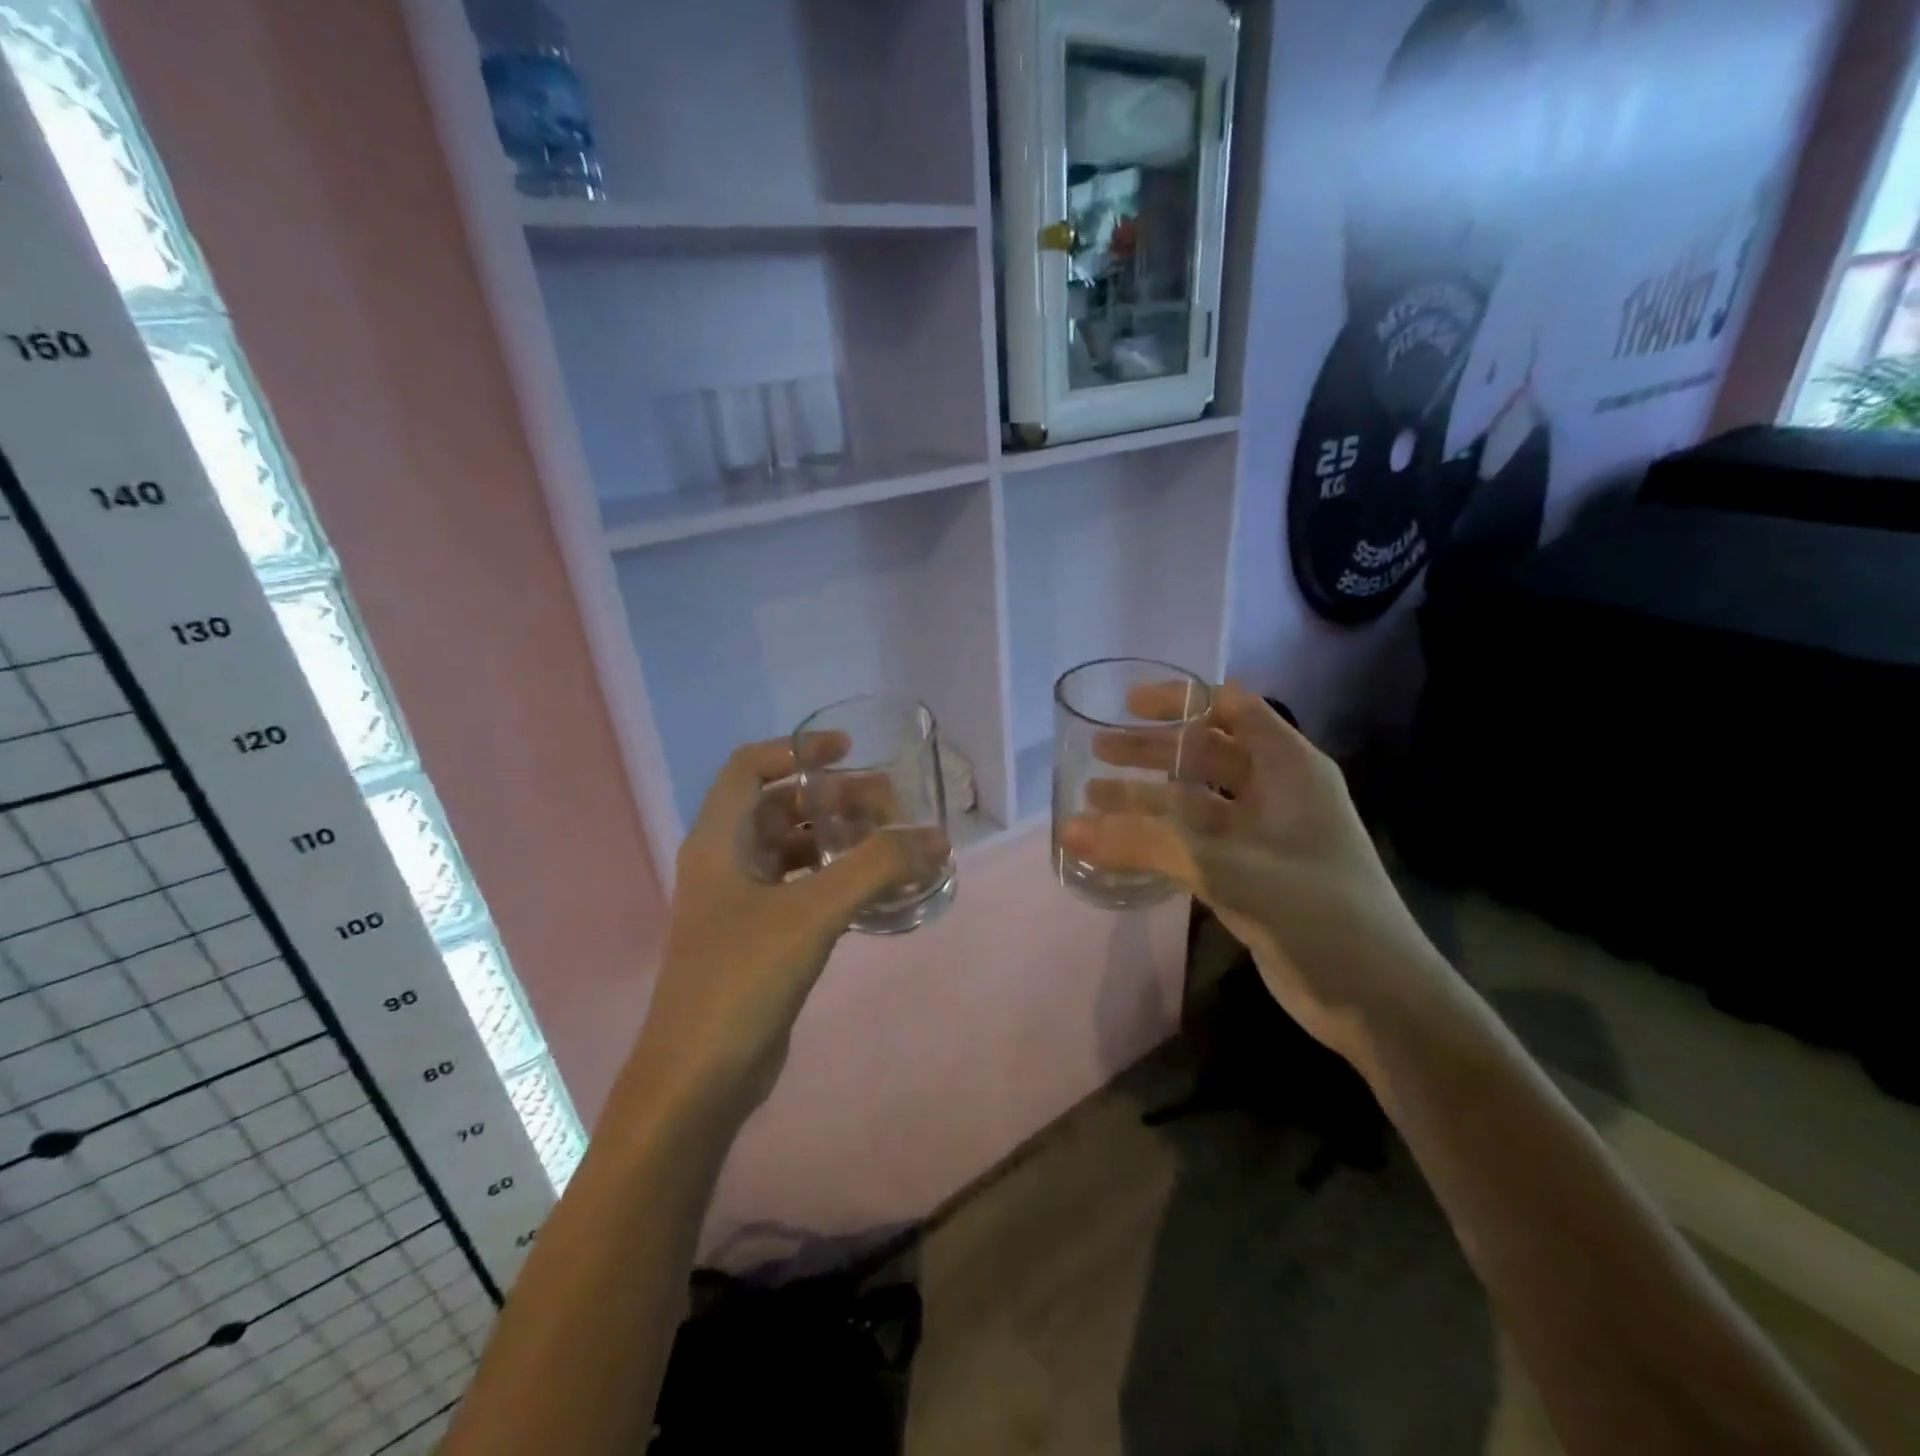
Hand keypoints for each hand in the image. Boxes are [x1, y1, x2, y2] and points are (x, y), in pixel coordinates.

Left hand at [627, 737, 912, 1122]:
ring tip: (891, 843)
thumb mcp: (813, 912)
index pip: (751, 767)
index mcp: (718, 841)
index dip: (798, 749)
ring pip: (793, 850)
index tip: (849, 751)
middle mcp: (725, 863)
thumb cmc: (742, 978)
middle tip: (890, 805)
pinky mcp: (761, 939)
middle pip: (780, 807)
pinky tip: (875, 890)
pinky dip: (837, 879)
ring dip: (838, 839)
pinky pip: (802, 889)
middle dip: (833, 798)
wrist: (698, 1080)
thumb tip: (935, 837)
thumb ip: (876, 868)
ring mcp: (741, 904)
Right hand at [1059, 682, 1454, 1067]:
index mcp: (1288, 767)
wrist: (1377, 996)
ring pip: (1197, 801)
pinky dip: (1161, 838)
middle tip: (1097, 751)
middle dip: (1152, 750)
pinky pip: (1198, 842)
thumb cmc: (1312, 908)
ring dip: (1149, 798)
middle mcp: (1278, 791)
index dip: (1180, 700)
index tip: (1127, 705)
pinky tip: (1123, 846)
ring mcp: (1266, 836)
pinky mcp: (1254, 874)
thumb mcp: (1224, 866)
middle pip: (1206, 753)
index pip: (1232, 708)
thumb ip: (1145, 843)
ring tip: (1094, 799)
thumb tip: (1069, 828)